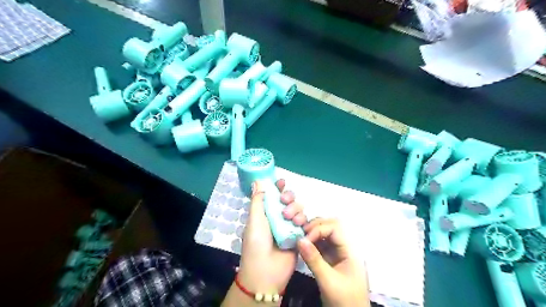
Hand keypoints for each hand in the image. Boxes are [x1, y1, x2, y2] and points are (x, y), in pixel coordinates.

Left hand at [238, 178, 302, 299]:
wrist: (266, 272)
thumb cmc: (256, 243)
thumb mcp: (254, 219)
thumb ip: (258, 200)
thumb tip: (257, 181)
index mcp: (265, 212)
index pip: (273, 195)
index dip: (278, 187)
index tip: (281, 181)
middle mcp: (277, 217)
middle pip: (288, 200)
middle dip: (289, 197)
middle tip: (284, 201)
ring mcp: (289, 227)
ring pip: (299, 209)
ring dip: (296, 209)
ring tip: (290, 219)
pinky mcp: (299, 236)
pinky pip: (305, 223)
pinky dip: (304, 221)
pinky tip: (300, 225)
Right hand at [298, 219, 370, 306]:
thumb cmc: (344, 301)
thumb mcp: (328, 281)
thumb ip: (314, 260)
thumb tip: (299, 239)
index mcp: (350, 250)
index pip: (335, 228)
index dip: (319, 229)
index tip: (304, 239)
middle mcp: (345, 247)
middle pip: (332, 226)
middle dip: (316, 227)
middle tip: (301, 234)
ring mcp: (339, 253)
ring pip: (326, 234)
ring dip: (313, 233)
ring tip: (300, 238)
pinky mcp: (332, 259)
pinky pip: (322, 244)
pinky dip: (312, 242)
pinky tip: (303, 246)